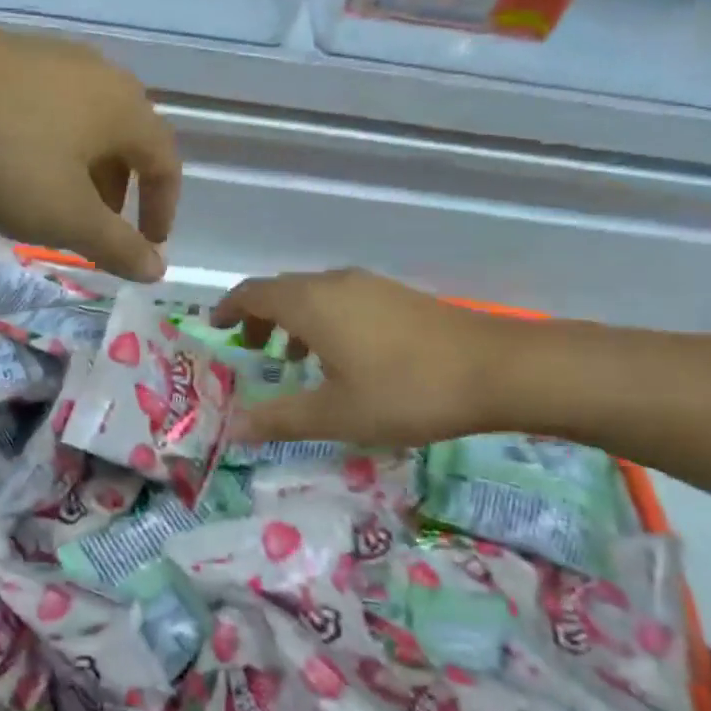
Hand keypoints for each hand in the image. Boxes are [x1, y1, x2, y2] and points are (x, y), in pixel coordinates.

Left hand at [0, 16, 180, 281]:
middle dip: (120, 190)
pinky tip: (13, 162)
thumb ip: (117, 246)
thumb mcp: (67, 217)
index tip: (148, 245)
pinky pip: (49, 106)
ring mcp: (51, 57)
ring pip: (86, 122)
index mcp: (126, 108)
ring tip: (54, 201)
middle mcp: (99, 74)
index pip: (166, 162)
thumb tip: (157, 269)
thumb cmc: (7, 157)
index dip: (162, 209)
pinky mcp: (8, 53)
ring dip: (84, 168)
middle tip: (97, 228)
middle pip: (127, 139)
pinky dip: (51, 143)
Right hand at [211, 269, 518, 446]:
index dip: (229, 309)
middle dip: (260, 318)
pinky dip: (323, 321)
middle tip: (251, 353)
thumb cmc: (404, 391)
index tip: (215, 329)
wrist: (495, 368)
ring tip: (293, 360)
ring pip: (314, 295)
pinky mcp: (396, 296)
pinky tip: (343, 358)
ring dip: (293, 321)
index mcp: (310, 303)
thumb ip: (280, 418)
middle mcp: (334, 283)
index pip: (253, 293)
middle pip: (282, 290)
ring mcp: (369, 286)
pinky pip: (341, 300)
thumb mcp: (336, 414)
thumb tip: (233, 428)